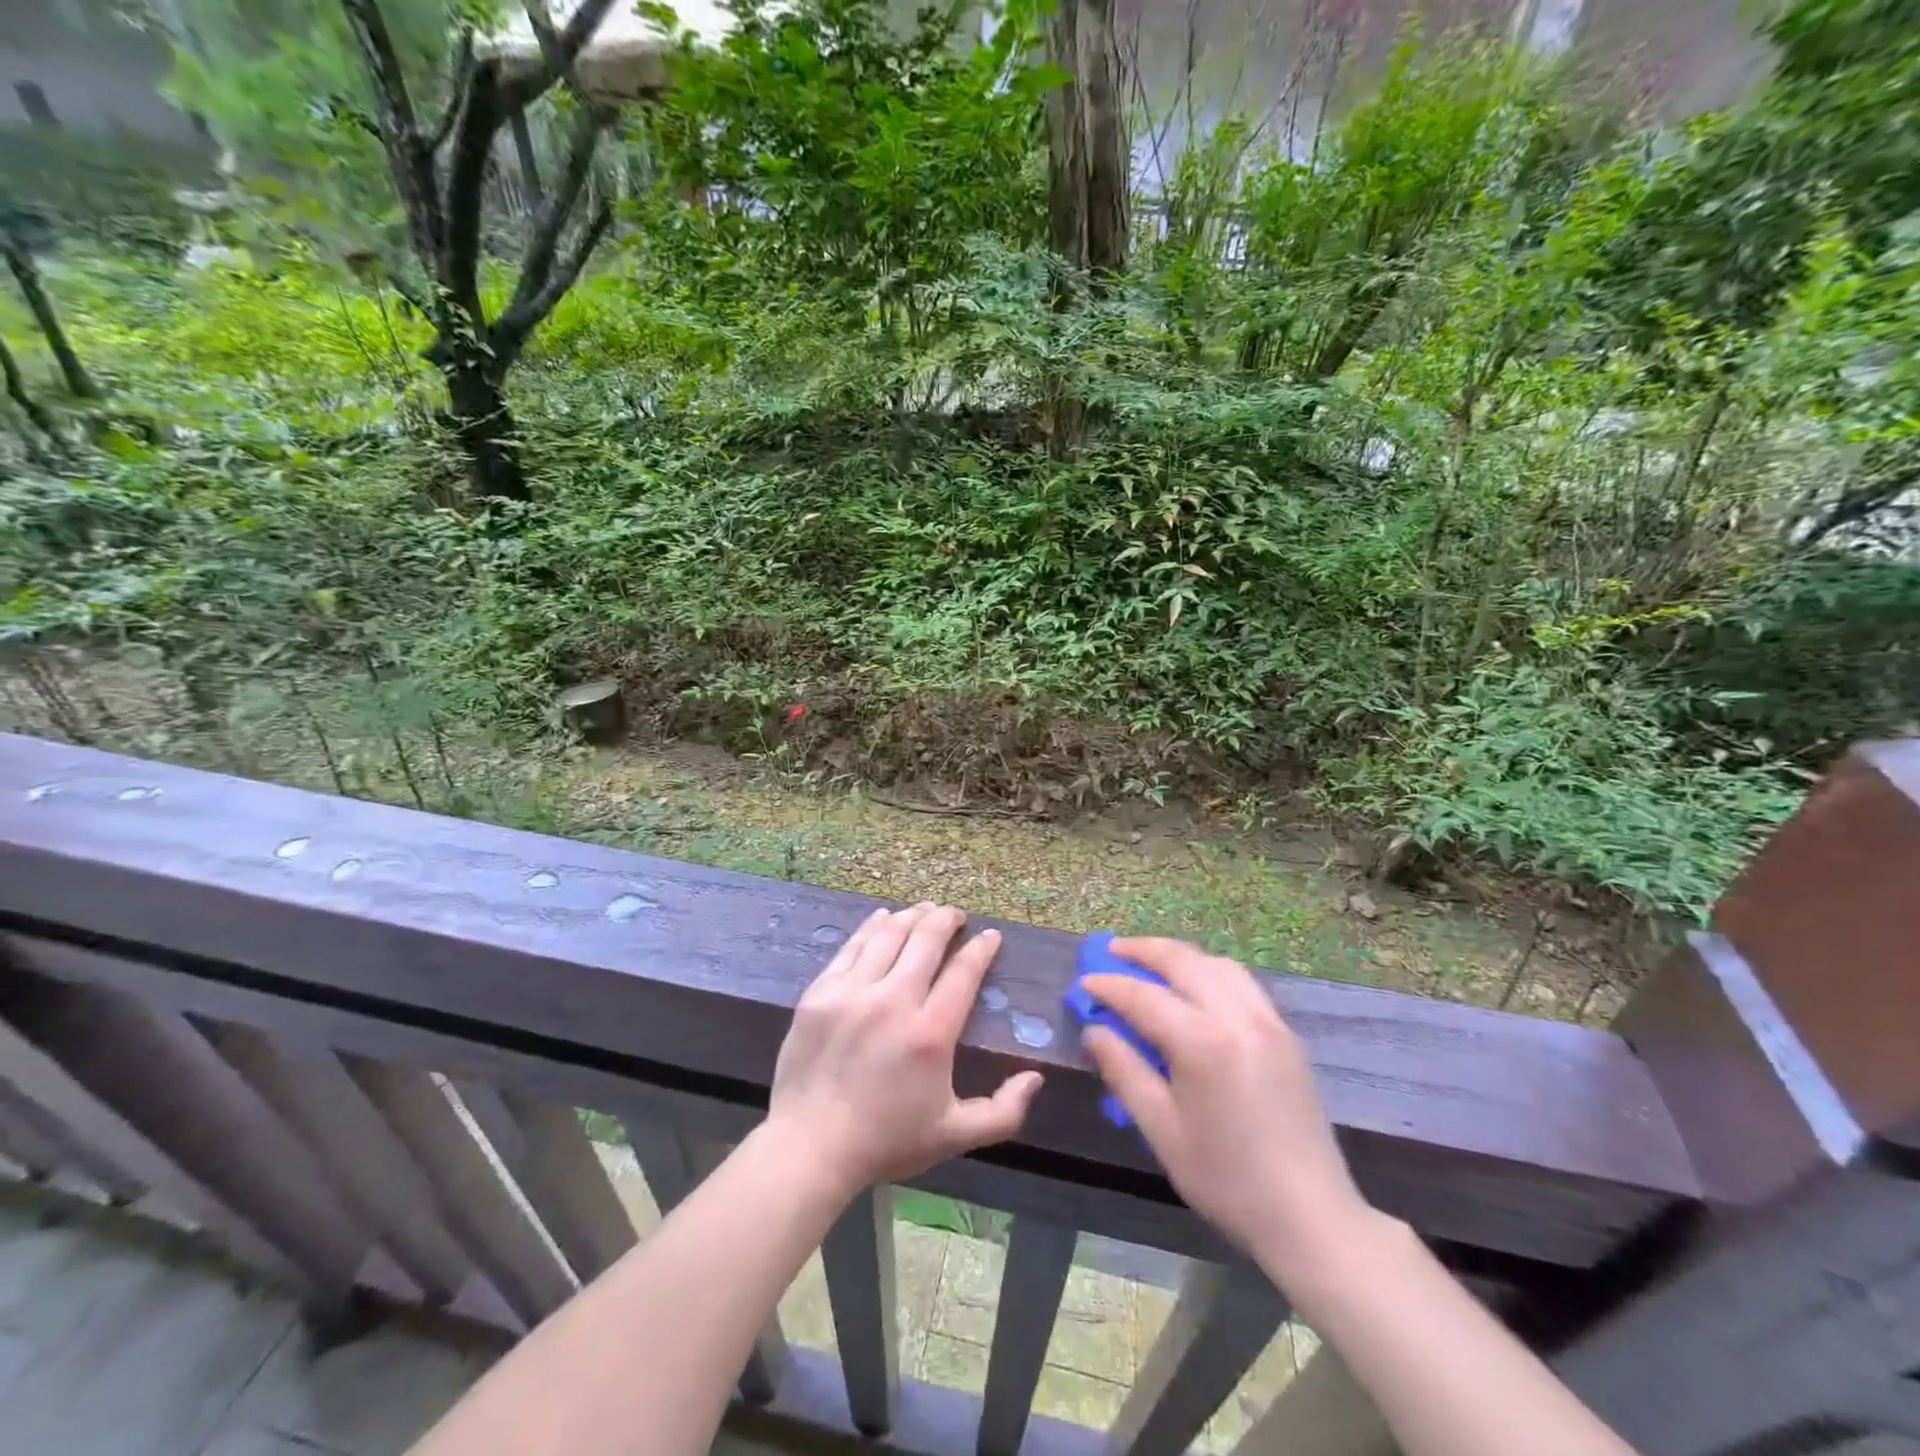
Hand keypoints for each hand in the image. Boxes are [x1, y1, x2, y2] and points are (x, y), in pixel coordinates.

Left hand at [767, 903, 1042, 1199]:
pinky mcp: (820, 993)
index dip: (981, 949)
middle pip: (926, 940)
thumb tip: (1036, 1077)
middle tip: (956, 914)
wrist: (809, 1149)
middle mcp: (893, 1001)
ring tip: (925, 909)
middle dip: (946, 919)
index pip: (963, 972)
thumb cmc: (886, 1142)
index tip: (990, 936)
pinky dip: (872, 927)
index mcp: (930, 1033)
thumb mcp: (954, 1135)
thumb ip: (1003, 1111)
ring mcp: (852, 992)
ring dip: (911, 916)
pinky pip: (851, 947)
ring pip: (888, 935)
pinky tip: (882, 918)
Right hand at [1081, 938, 1367, 1273]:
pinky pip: (1241, 983)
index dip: (1109, 986)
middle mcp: (1238, 1016)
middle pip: (1184, 961)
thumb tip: (1095, 1030)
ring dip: (1179, 956)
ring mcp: (1268, 1021)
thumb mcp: (1162, 1129)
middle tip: (1112, 950)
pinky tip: (1195, 988)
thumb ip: (1124, 1071)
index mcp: (1203, 1041)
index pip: (1143, 996)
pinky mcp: (1286, 1034)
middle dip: (1143, 950)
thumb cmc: (1226, 1179)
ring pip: (1217, 964)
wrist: (1311, 1216)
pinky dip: (1209, 971)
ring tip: (1150, 963)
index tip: (1083, 982)